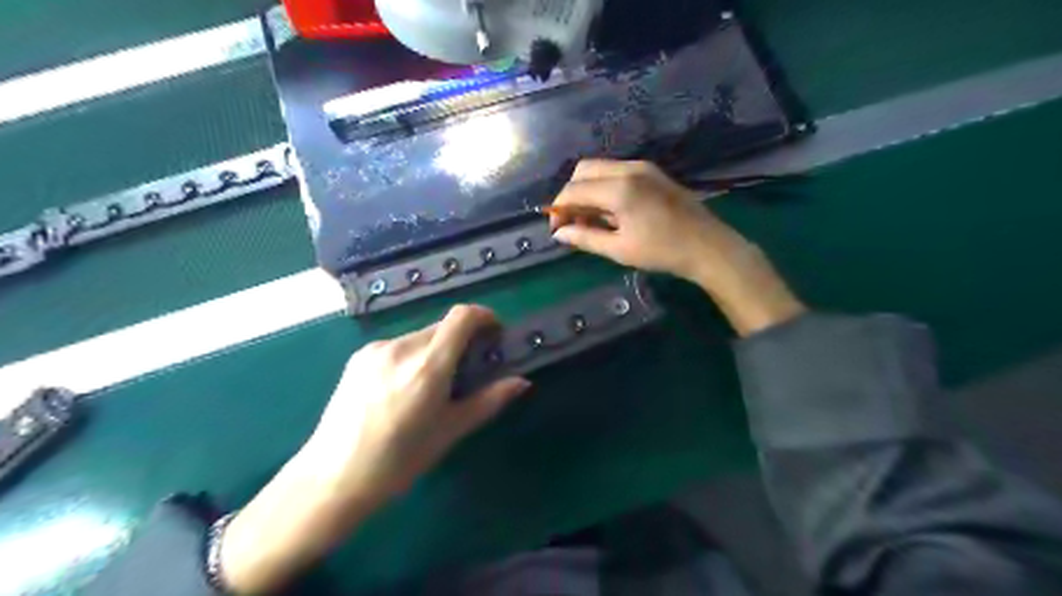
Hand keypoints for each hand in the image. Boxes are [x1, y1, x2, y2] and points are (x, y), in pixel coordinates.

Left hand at [221, 304, 529, 593]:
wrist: (333, 478)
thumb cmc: (399, 461)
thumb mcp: (450, 431)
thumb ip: (489, 401)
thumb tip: (522, 382)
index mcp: (427, 367)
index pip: (462, 317)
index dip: (484, 316)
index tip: (494, 333)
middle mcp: (401, 348)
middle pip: (443, 326)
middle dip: (462, 339)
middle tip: (467, 369)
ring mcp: (376, 350)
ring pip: (420, 335)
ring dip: (437, 348)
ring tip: (432, 384)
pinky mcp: (359, 356)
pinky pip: (398, 345)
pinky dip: (413, 355)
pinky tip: (404, 387)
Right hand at [548, 159, 804, 333]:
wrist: (708, 246)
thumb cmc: (662, 251)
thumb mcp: (619, 249)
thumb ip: (585, 237)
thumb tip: (559, 234)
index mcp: (619, 188)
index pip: (573, 190)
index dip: (559, 209)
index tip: (556, 230)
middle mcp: (628, 168)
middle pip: (583, 170)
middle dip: (571, 194)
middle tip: (571, 221)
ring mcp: (642, 167)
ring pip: (599, 169)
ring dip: (587, 190)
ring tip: (589, 219)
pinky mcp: (652, 172)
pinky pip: (616, 172)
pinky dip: (603, 187)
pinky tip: (609, 211)